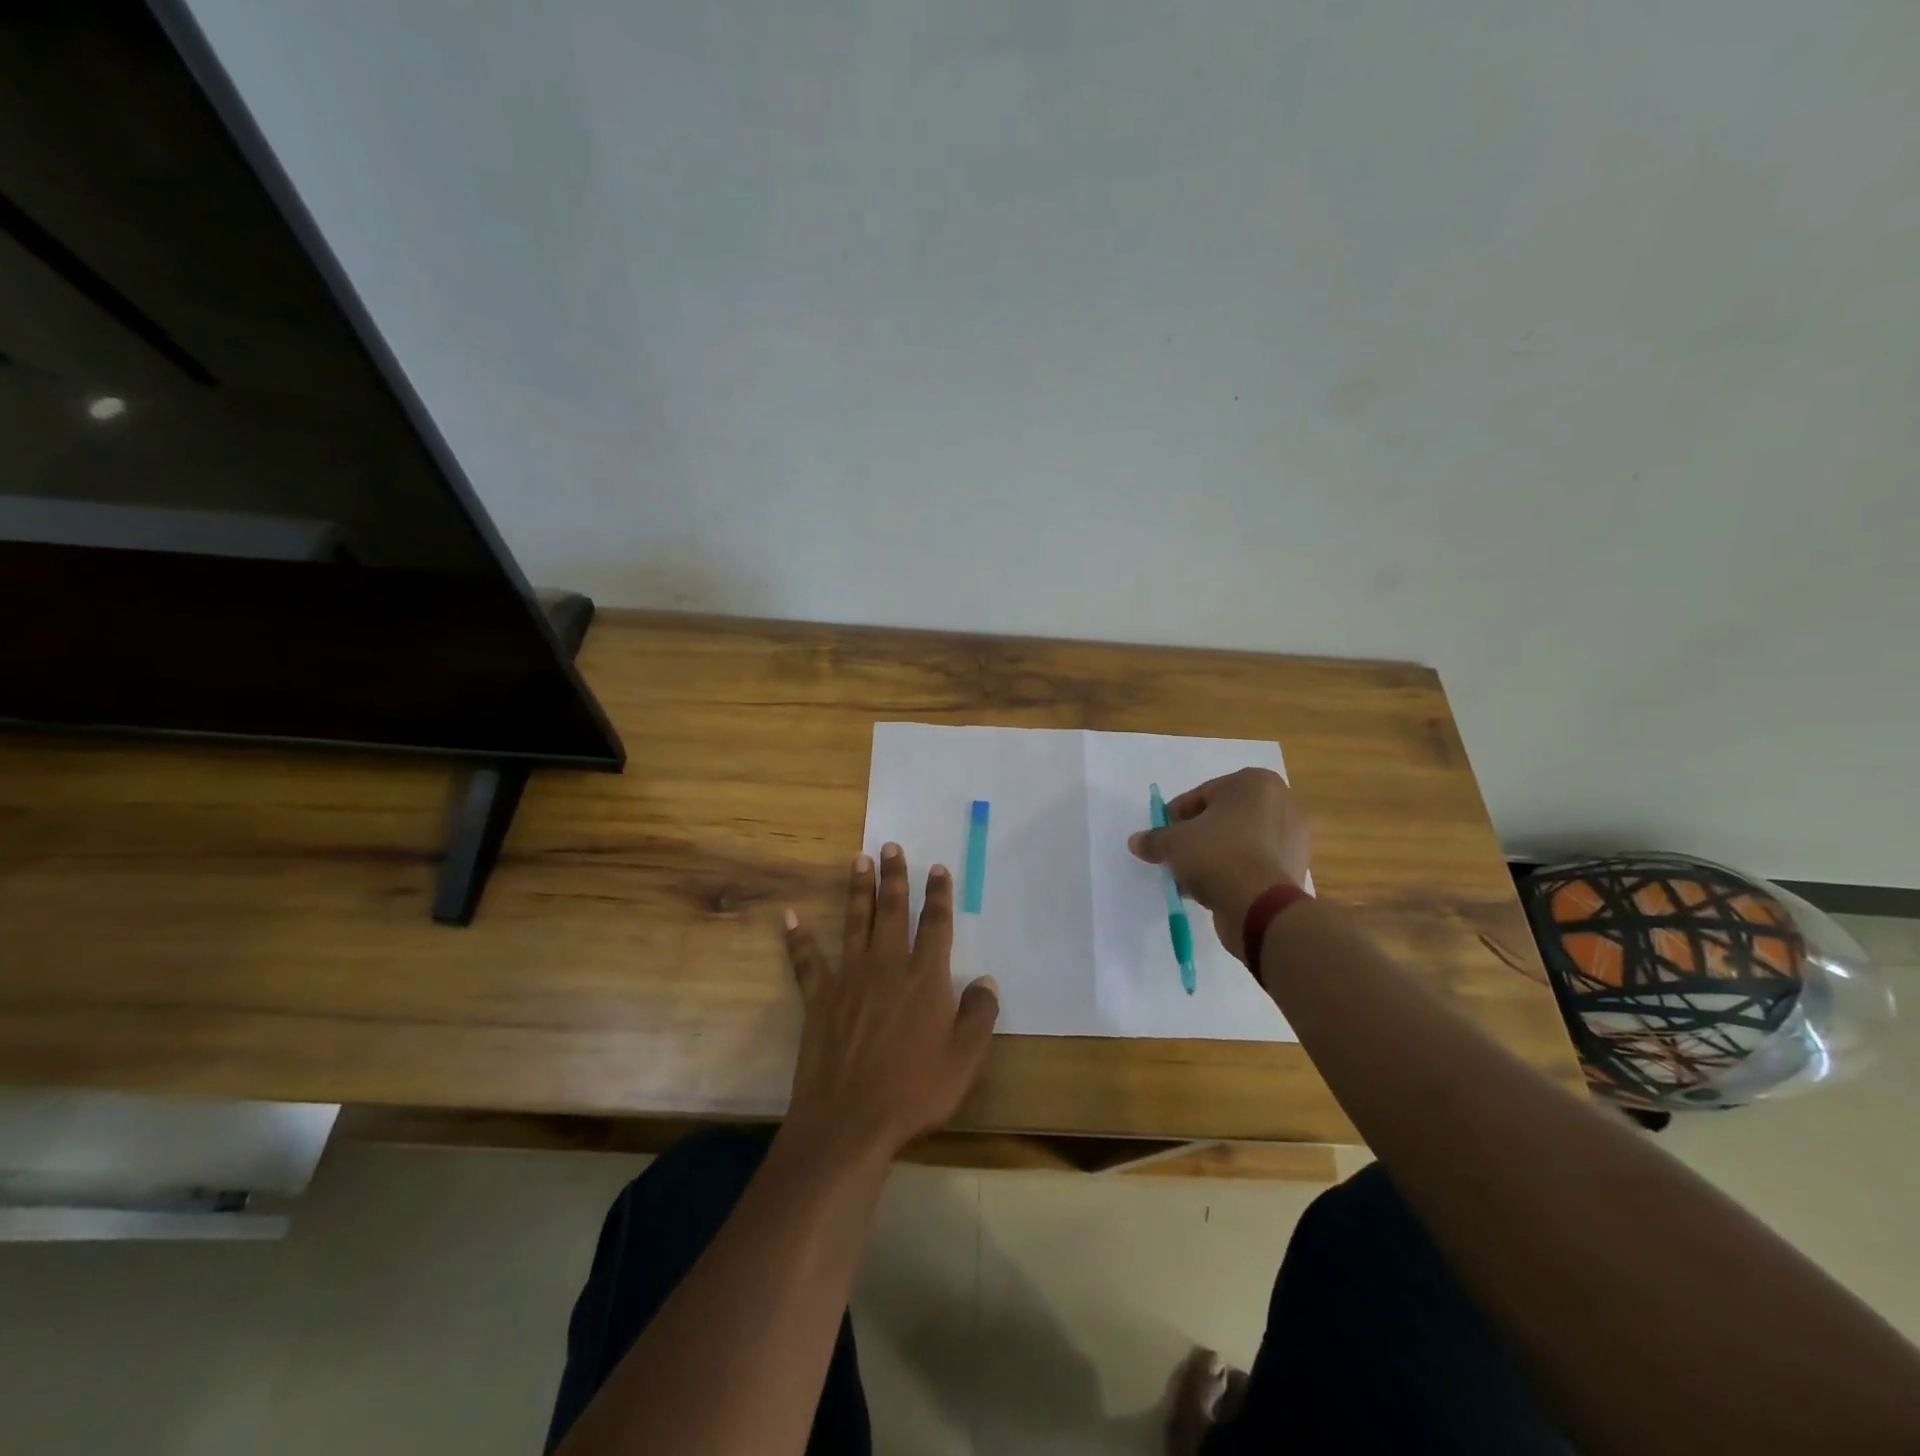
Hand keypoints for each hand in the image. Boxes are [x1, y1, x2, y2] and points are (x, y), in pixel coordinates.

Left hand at [782, 844, 999, 1164]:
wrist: (851, 1120)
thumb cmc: (915, 1090)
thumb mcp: (964, 1058)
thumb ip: (979, 1014)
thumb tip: (986, 980)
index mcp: (925, 977)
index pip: (936, 924)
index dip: (939, 895)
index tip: (938, 869)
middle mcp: (887, 966)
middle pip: (893, 911)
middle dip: (894, 876)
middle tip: (890, 846)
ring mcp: (850, 978)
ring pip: (856, 921)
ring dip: (858, 889)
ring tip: (858, 859)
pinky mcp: (819, 997)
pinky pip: (807, 960)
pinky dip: (798, 937)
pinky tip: (791, 915)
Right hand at [1127, 768, 1309, 959]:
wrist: (1260, 906)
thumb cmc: (1217, 855)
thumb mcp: (1173, 843)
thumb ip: (1155, 839)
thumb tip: (1136, 841)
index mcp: (1256, 783)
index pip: (1204, 793)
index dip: (1178, 814)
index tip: (1163, 832)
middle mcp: (1281, 803)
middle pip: (1224, 816)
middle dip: (1198, 835)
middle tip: (1175, 853)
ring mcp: (1292, 837)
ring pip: (1239, 841)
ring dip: (1213, 855)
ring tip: (1189, 876)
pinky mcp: (1294, 868)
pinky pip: (1254, 862)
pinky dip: (1233, 871)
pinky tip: (1211, 888)